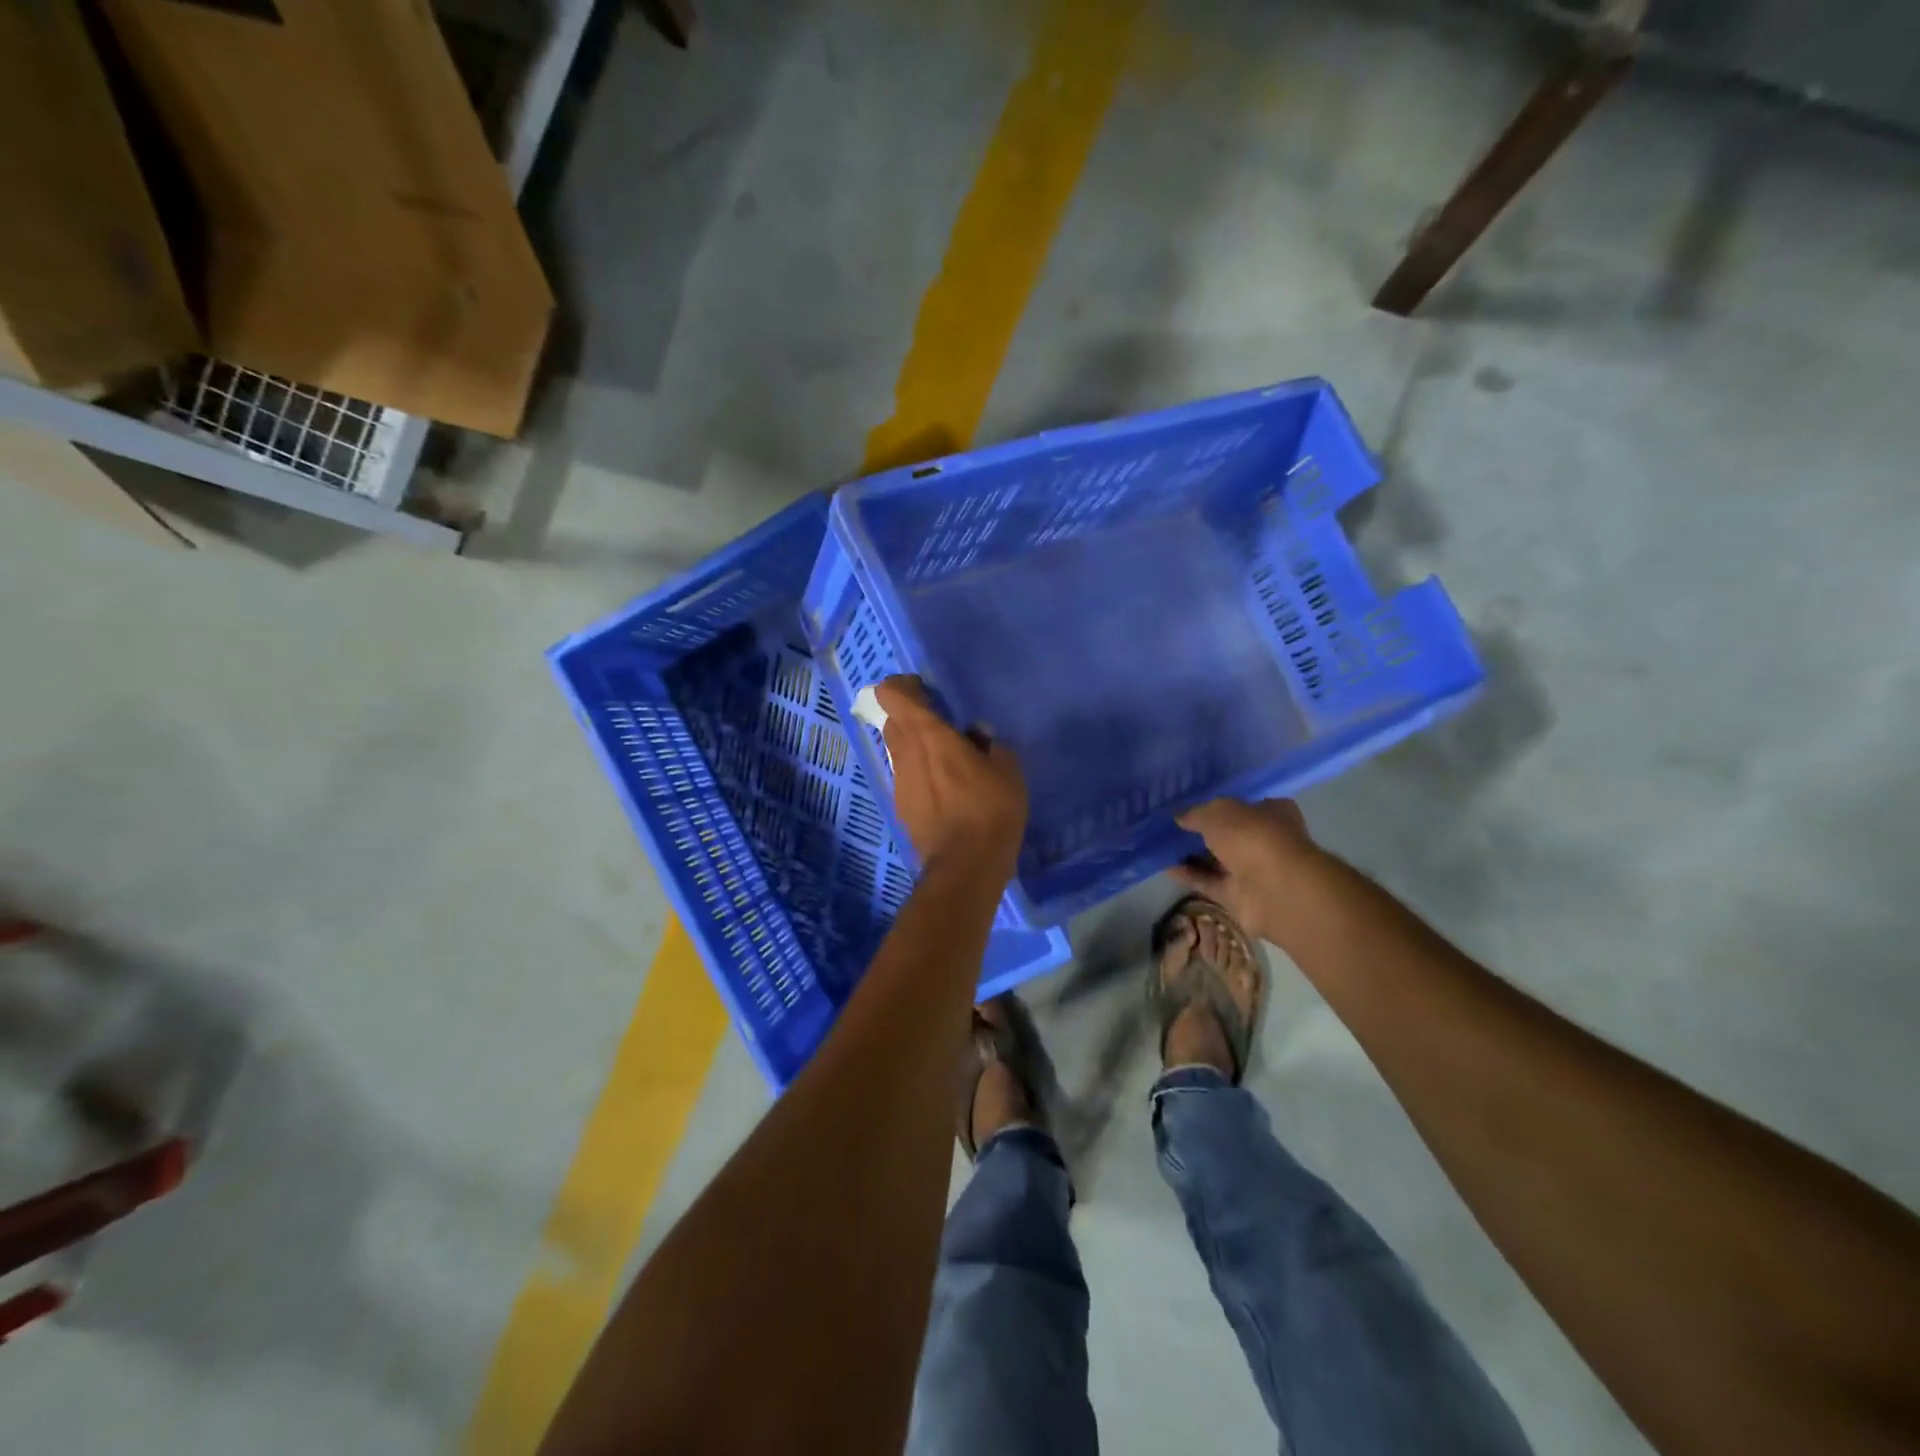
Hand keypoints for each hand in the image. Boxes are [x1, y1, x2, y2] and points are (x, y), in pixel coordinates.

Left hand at [875, 676, 1026, 879]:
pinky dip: (920, 772)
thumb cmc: (990, 810)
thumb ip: (990, 743)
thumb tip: (976, 735)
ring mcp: (899, 781)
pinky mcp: (901, 806)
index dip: (904, 686)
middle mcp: (905, 753)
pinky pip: (906, 775)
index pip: (893, 695)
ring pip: (899, 749)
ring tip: (949, 760)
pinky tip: (946, 790)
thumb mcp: (1007, 769)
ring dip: (917, 745)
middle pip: (894, 720)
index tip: (928, 691)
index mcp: (928, 735)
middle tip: (944, 724)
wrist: (965, 866)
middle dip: (913, 715)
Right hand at [1169, 798, 1322, 944]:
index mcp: (1271, 813)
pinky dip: (1189, 876)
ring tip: (1161, 846)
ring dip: (1191, 854)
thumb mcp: (1218, 813)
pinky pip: (1208, 882)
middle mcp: (1263, 840)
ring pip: (1216, 860)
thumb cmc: (1252, 837)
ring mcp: (1251, 870)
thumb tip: (1179, 817)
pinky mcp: (1237, 896)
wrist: (1275, 890)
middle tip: (1169, 827)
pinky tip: (1165, 867)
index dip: (1217, 806)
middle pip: (1227, 834)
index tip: (1190, 807)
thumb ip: (1197, 813)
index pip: (1243, 806)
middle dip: (1200, 832)